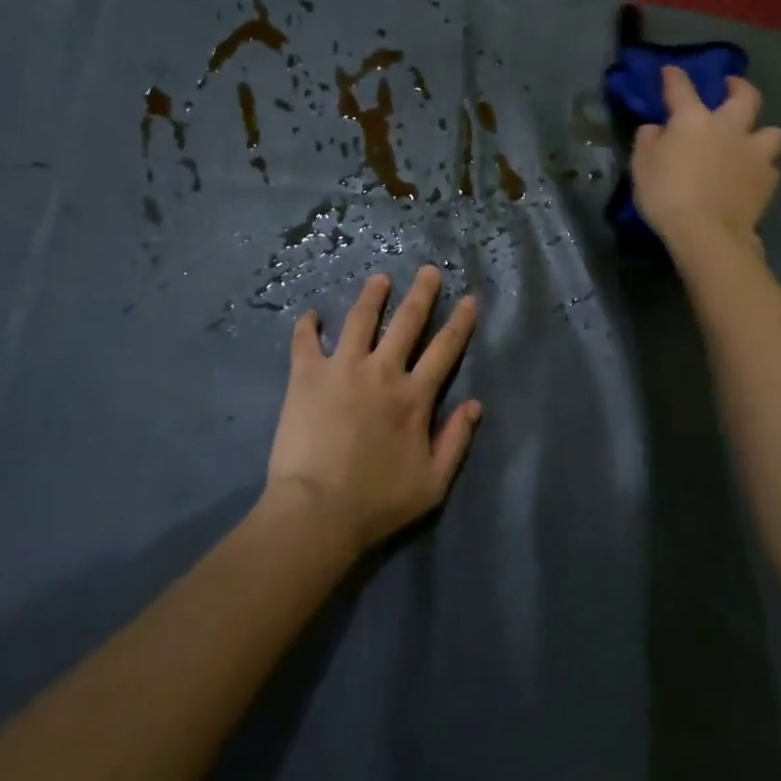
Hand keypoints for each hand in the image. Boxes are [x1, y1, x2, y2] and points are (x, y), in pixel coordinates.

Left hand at [264, 266, 482, 553]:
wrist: (318, 510)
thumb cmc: (378, 501)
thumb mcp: (433, 483)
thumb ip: (456, 441)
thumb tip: (474, 405)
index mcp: (415, 396)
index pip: (445, 349)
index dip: (459, 323)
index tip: (468, 299)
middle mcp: (383, 372)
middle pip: (407, 321)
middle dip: (421, 293)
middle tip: (427, 270)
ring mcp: (343, 369)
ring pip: (361, 319)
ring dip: (372, 296)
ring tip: (379, 279)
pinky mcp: (307, 376)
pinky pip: (306, 341)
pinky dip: (308, 325)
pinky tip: (311, 314)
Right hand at [632, 66, 780, 253]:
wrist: (707, 232)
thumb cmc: (667, 195)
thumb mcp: (641, 166)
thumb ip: (648, 141)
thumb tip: (656, 128)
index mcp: (694, 120)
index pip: (682, 88)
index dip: (675, 77)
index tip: (670, 70)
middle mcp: (729, 128)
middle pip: (745, 96)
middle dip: (739, 86)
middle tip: (731, 87)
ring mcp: (754, 153)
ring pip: (772, 132)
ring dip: (762, 133)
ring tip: (752, 142)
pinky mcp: (768, 181)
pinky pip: (770, 167)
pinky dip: (761, 169)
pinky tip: (751, 178)